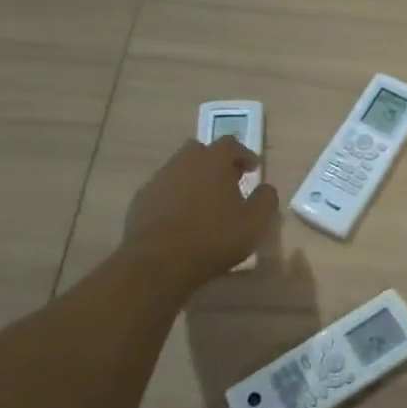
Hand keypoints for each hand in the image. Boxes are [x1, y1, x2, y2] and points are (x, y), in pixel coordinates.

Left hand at [124, 138, 277, 294]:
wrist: (157, 263)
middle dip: (215, 162)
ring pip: (179, 170)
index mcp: (213, 162)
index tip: (252, 169)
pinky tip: (181, 219)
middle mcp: (183, 163)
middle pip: (200, 151)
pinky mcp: (140, 200)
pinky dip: (175, 197)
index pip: (230, 144)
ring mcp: (158, 180)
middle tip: (227, 182)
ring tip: (204, 204)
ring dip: (194, 180)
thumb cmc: (213, 239)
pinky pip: (163, 190)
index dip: (244, 154)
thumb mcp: (254, 223)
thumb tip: (266, 188)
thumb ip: (266, 200)